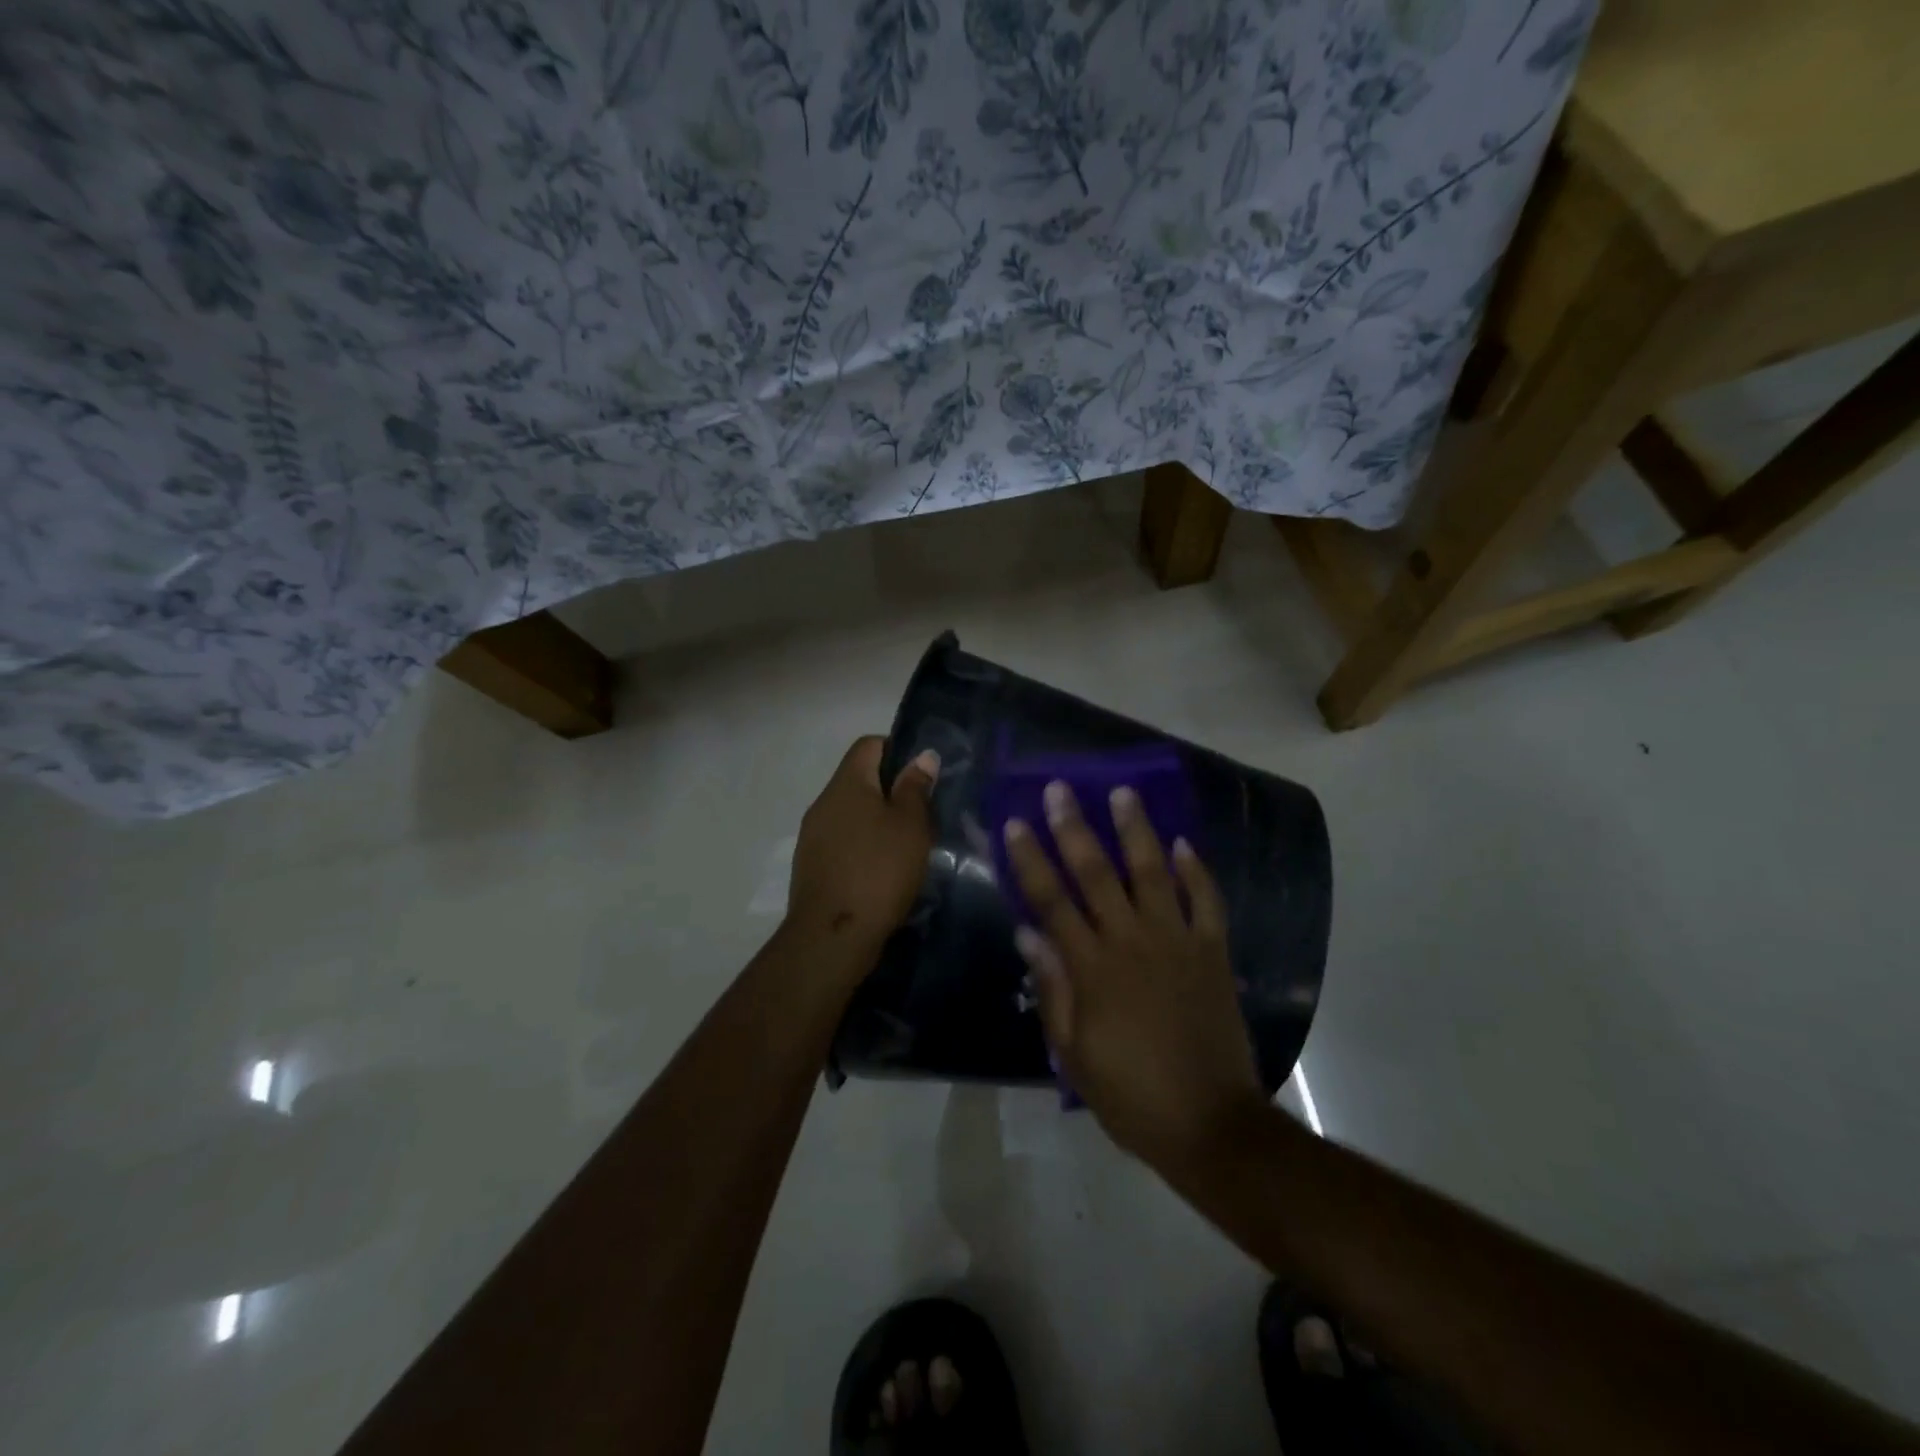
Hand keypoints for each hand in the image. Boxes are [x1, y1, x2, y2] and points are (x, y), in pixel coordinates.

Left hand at [787, 736, 938, 955]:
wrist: (832, 935)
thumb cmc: (879, 870)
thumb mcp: (911, 825)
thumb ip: (915, 787)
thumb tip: (922, 756)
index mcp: (847, 783)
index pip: (869, 744)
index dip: (897, 749)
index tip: (923, 774)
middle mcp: (824, 802)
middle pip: (859, 779)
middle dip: (890, 789)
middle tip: (922, 813)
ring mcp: (812, 835)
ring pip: (851, 813)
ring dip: (877, 820)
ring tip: (906, 844)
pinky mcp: (812, 865)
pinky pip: (842, 840)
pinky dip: (863, 845)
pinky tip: (883, 870)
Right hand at [1003, 780, 1263, 1173]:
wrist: (1210, 1123)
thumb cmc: (1131, 1094)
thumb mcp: (1073, 1054)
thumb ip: (1052, 989)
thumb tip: (1027, 933)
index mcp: (1093, 968)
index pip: (1052, 901)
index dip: (1030, 859)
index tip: (1015, 823)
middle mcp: (1132, 942)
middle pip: (1097, 874)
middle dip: (1074, 827)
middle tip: (1060, 788)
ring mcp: (1177, 942)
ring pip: (1152, 873)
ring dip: (1136, 830)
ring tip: (1123, 793)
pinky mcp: (1213, 952)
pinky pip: (1206, 902)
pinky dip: (1196, 871)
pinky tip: (1183, 843)